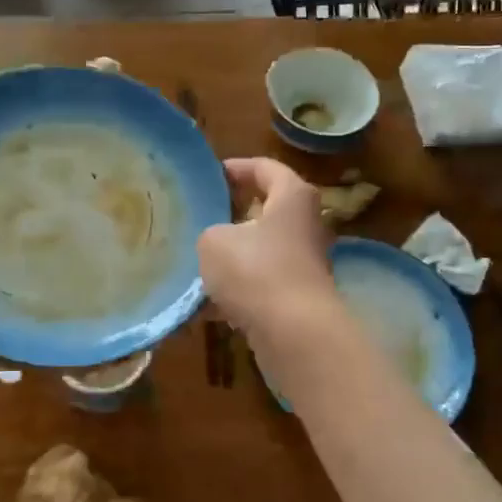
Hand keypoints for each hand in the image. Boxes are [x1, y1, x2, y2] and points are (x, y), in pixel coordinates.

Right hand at [198, 157, 335, 333]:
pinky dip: (235, 294)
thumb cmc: (255, 271)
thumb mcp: (214, 241)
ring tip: (196, 262)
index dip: (237, 167)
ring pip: (261, 252)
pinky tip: (203, 307)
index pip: (266, 168)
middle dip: (233, 215)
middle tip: (201, 216)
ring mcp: (304, 264)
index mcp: (293, 197)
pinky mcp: (296, 298)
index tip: (212, 174)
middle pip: (267, 211)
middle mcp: (306, 226)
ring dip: (232, 258)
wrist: (294, 333)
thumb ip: (211, 232)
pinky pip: (260, 287)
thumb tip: (217, 243)